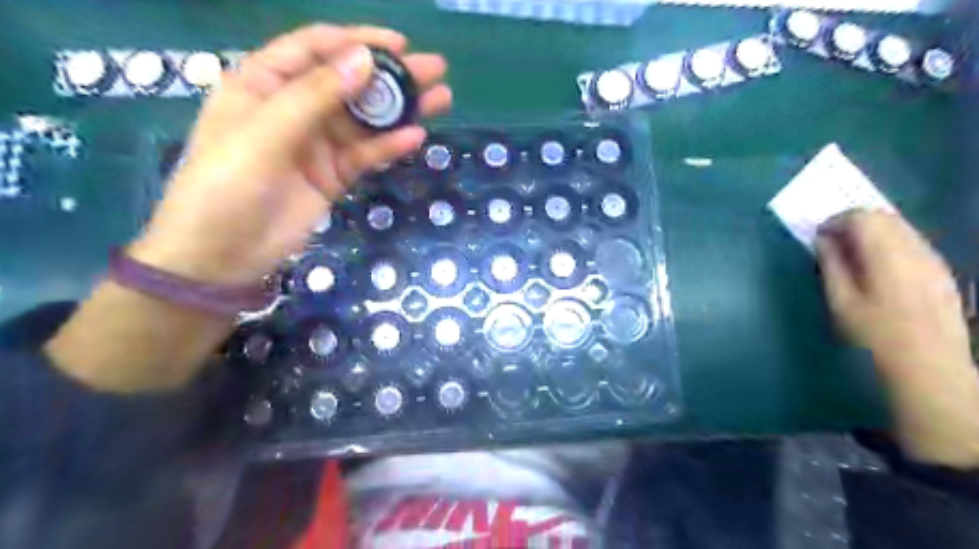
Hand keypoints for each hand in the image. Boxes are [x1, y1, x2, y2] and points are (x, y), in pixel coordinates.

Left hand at [128, 24, 449, 285]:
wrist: (222, 254)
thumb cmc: (226, 185)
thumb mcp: (266, 133)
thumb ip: (315, 96)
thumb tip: (365, 60)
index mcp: (264, 84)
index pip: (315, 49)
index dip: (357, 42)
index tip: (399, 45)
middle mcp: (294, 109)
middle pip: (349, 83)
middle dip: (391, 75)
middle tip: (434, 69)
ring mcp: (316, 145)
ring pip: (364, 120)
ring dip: (400, 110)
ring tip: (441, 99)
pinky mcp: (333, 176)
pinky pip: (365, 155)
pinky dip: (389, 146)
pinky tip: (416, 137)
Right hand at [817, 211, 978, 466]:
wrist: (928, 365)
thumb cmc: (874, 334)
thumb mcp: (840, 301)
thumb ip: (831, 265)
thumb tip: (823, 240)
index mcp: (887, 255)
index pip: (862, 217)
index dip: (835, 220)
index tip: (818, 237)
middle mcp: (915, 249)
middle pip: (884, 217)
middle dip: (853, 222)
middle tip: (831, 243)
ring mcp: (933, 259)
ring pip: (901, 228)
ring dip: (873, 232)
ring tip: (852, 255)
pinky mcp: (942, 271)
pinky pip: (912, 243)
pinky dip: (890, 244)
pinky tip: (878, 267)